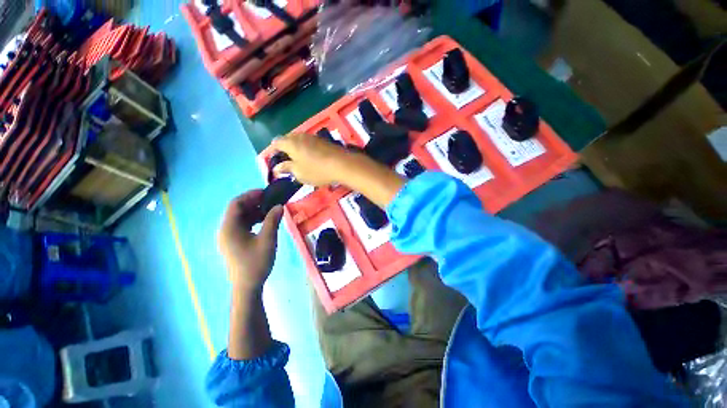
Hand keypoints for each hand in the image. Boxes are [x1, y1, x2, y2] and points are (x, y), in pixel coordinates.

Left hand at [218, 190, 283, 293]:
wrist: (247, 286)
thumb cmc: (256, 262)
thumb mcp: (267, 240)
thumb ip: (272, 220)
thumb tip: (279, 206)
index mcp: (229, 228)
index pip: (236, 204)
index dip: (251, 195)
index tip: (267, 192)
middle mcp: (225, 230)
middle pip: (237, 209)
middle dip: (254, 203)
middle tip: (271, 200)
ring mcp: (229, 237)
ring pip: (240, 217)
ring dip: (255, 211)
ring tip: (271, 210)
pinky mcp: (234, 242)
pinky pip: (242, 225)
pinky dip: (254, 220)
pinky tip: (266, 221)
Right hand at [270, 133, 353, 185]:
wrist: (342, 164)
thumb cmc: (317, 170)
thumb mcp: (299, 173)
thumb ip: (287, 168)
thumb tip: (277, 168)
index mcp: (290, 143)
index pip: (276, 143)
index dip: (271, 151)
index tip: (270, 159)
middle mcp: (300, 136)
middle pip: (287, 139)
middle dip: (283, 147)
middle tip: (283, 159)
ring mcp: (313, 137)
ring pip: (299, 139)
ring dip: (294, 147)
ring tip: (295, 158)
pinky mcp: (323, 140)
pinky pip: (309, 142)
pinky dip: (305, 147)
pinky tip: (308, 156)